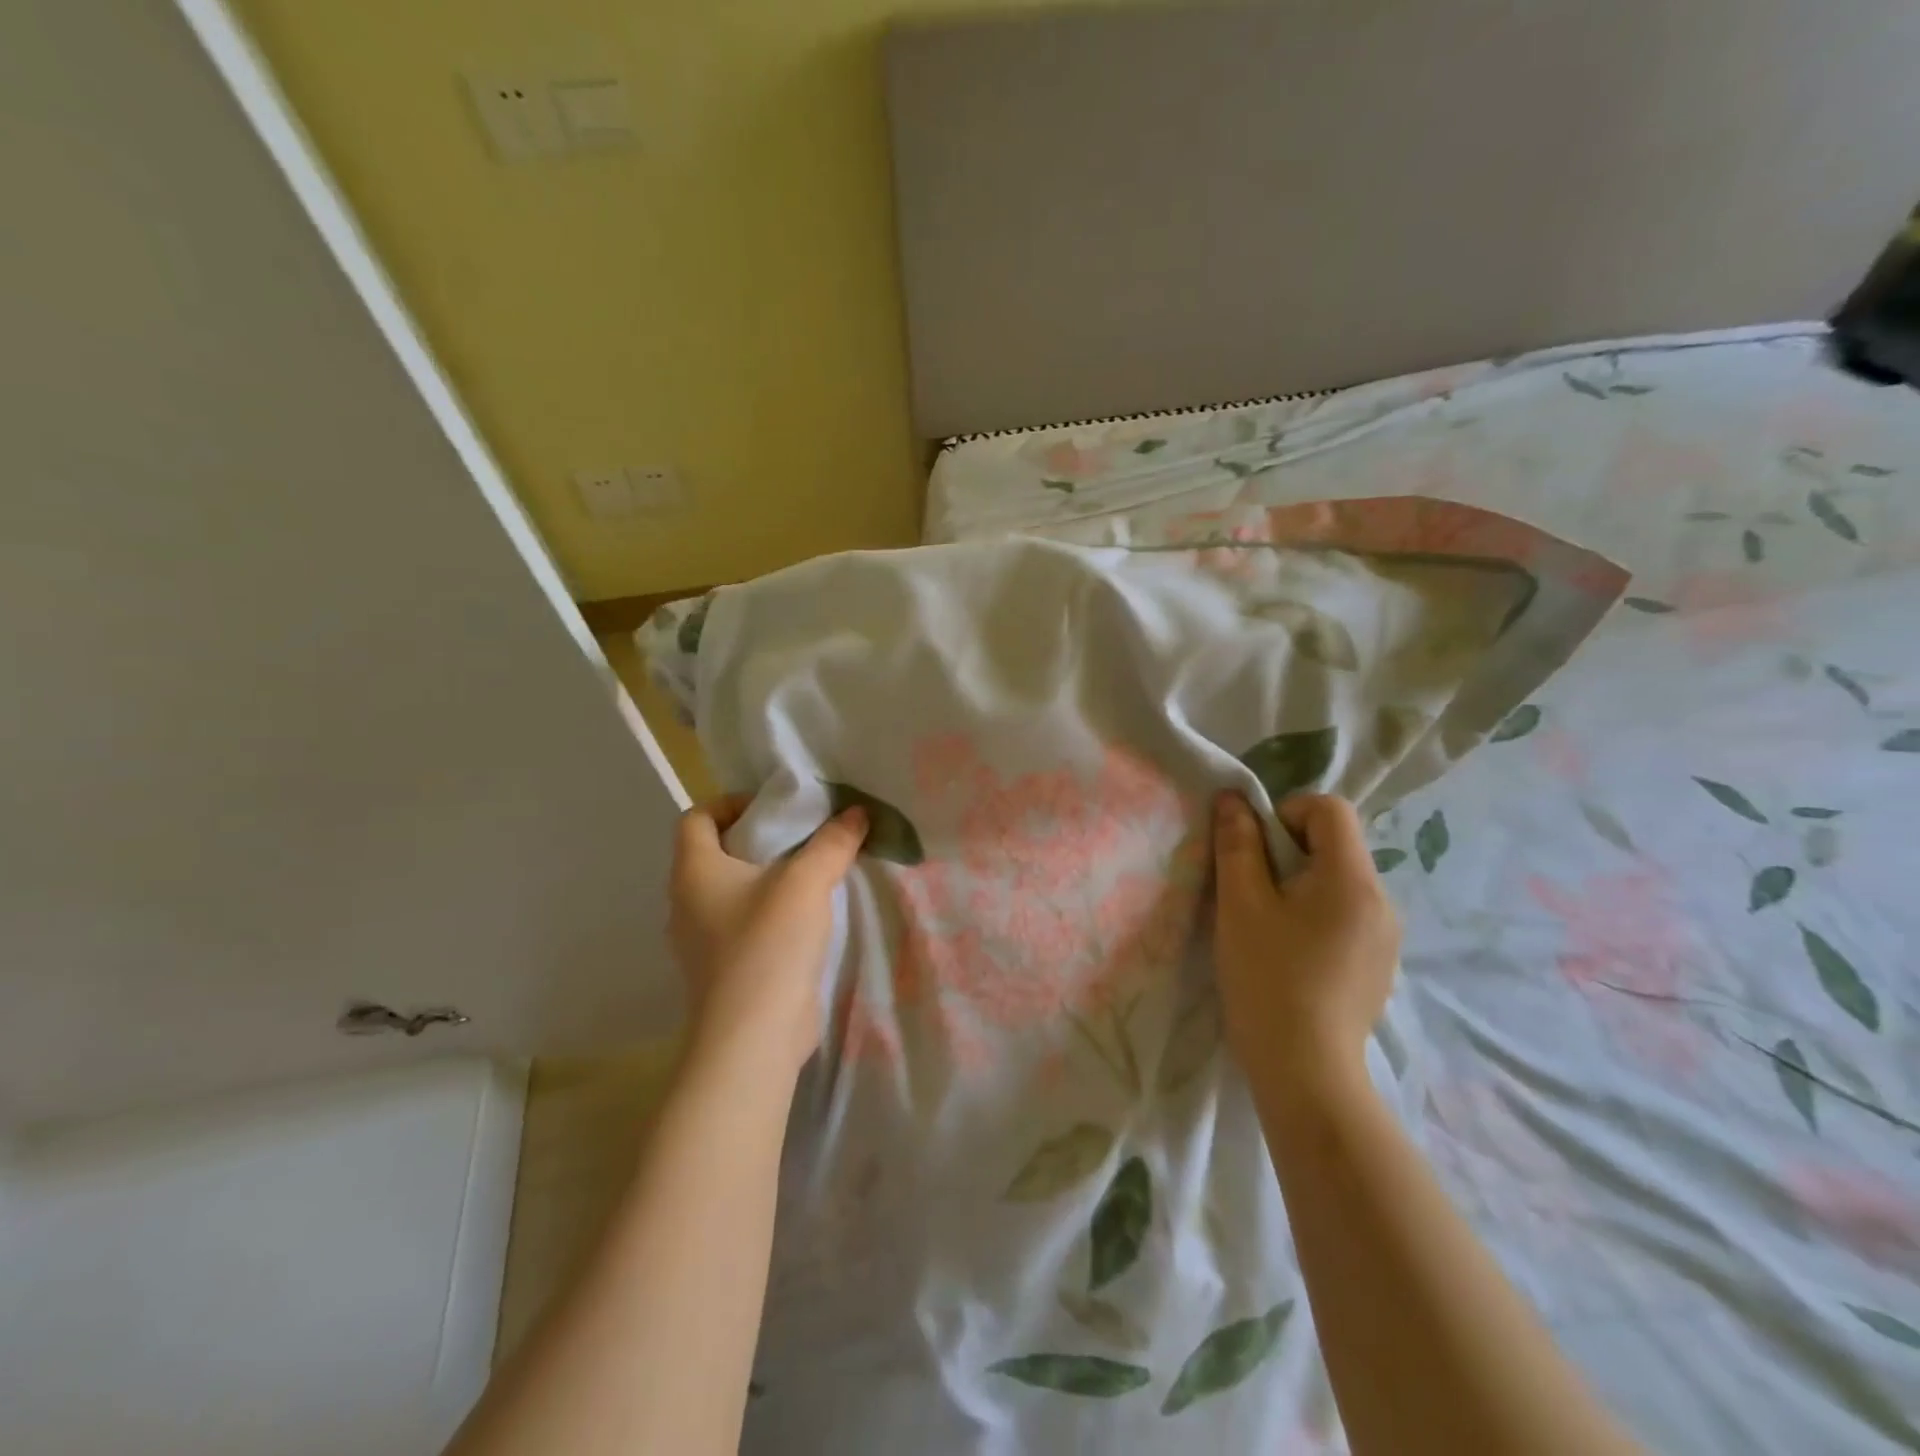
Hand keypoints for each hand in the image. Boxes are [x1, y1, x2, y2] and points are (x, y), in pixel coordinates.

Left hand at [668, 794, 867, 1077]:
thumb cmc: (769, 944)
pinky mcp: (725, 970)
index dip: (730, 803)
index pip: (695, 818)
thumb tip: (855, 812)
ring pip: (733, 892)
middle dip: (760, 840)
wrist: (754, 1037)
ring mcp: (702, 942)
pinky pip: (744, 925)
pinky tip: (808, 918)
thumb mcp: (807, 882)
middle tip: (805, 837)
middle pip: (716, 853)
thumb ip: (833, 842)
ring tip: (813, 874)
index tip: (775, 810)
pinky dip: (770, 913)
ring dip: (769, 879)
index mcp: (693, 872)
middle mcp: (687, 903)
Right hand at [1211, 792, 1400, 1107]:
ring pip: (1340, 880)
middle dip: (1289, 850)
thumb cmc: (1268, 977)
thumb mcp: (1241, 904)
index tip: (1255, 850)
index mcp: (1353, 879)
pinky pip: (1348, 914)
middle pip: (1336, 844)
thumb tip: (1234, 800)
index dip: (1286, 812)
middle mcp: (1382, 900)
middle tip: (1253, 889)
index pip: (1330, 809)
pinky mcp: (1379, 963)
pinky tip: (1293, 954)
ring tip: (1269, 925)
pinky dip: (1318, 914)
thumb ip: (1237, 844)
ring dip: (1301, 884)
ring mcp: (1386, 935)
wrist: (1305, 1070)